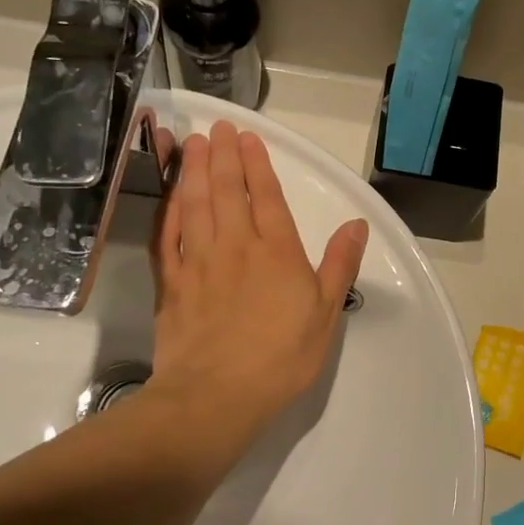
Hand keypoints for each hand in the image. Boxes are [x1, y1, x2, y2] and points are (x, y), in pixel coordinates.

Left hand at [143, 121, 368, 463]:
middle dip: (222, 156)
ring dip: (193, 171)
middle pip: (227, 191)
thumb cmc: (281, 358)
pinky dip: (168, 209)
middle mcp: (236, 246)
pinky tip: (169, 194)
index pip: (267, 197)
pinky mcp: (171, 283)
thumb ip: (339, 265)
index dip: (258, 164)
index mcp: (277, 252)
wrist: (215, 397)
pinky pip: (167, 235)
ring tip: (191, 144)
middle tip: (217, 128)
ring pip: (194, 204)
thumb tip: (356, 224)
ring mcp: (198, 262)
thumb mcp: (326, 314)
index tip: (249, 138)